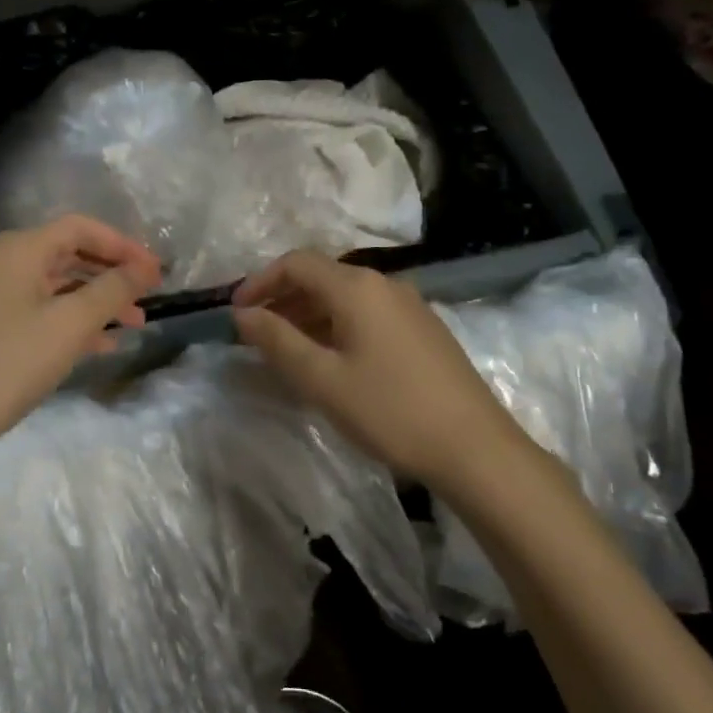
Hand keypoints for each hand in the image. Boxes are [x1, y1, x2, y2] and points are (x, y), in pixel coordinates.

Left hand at [0, 215, 161, 474]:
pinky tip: (107, 344)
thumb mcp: (71, 323)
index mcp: (23, 249)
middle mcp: (11, 264)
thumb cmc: (12, 361)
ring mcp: (4, 297)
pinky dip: (79, 323)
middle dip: (114, 274)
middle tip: (150, 295)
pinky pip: (50, 313)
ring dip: (101, 301)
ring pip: (64, 287)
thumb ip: (112, 290)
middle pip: (73, 255)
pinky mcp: (2, 328)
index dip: (123, 245)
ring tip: (137, 323)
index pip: (82, 228)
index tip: (156, 271)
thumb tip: (144, 269)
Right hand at [232, 251, 521, 488]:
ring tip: (287, 349)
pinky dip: (337, 325)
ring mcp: (409, 305)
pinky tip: (331, 359)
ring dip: (309, 314)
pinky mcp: (424, 329)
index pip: (296, 263)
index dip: (260, 282)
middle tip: (256, 334)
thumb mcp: (322, 378)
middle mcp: (384, 284)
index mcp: (357, 287)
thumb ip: (277, 340)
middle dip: (282, 299)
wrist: (476, 449)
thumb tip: (242, 314)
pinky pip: (367, 313)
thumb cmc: (390, 411)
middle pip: (322, 276)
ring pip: (345, 296)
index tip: (236, 313)